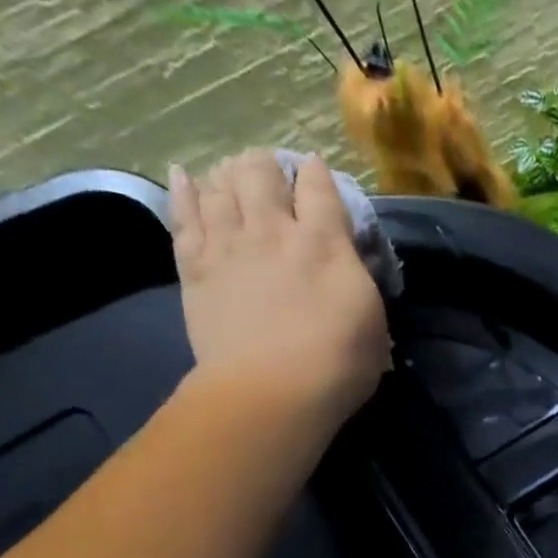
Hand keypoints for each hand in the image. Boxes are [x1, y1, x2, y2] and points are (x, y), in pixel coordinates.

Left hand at [168, 149, 390, 425]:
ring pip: (221, 185)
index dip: (317, 173)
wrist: (271, 392)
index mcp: (325, 244)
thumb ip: (358, 282)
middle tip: (272, 173)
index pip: (320, 188)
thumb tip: (348, 263)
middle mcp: (273, 230)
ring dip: (229, 173)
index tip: (316, 170)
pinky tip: (185, 175)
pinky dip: (185, 191)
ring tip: (233, 173)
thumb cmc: (338, 365)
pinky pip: (184, 215)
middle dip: (268, 166)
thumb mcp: (373, 322)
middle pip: (262, 173)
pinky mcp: (194, 266)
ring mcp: (228, 245)